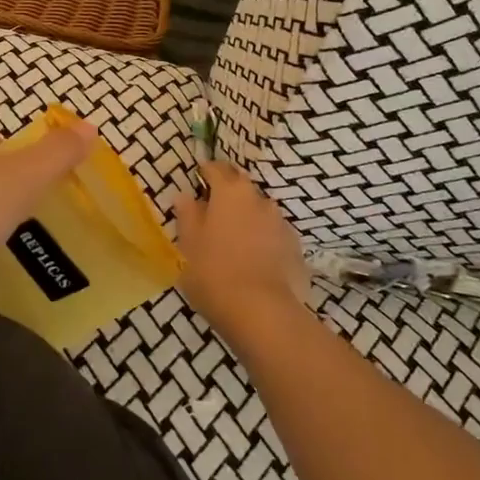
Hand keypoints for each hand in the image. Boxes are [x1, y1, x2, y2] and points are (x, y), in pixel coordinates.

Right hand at [173, 160, 310, 342]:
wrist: (261, 311)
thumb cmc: (214, 272)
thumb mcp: (189, 244)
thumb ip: (188, 215)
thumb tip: (185, 196)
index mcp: (230, 192)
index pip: (217, 168)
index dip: (206, 171)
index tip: (198, 178)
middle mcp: (258, 199)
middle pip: (241, 186)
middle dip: (228, 192)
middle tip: (213, 210)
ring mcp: (280, 222)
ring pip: (259, 210)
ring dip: (247, 216)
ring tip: (234, 238)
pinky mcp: (295, 246)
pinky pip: (273, 233)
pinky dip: (263, 238)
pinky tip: (254, 258)